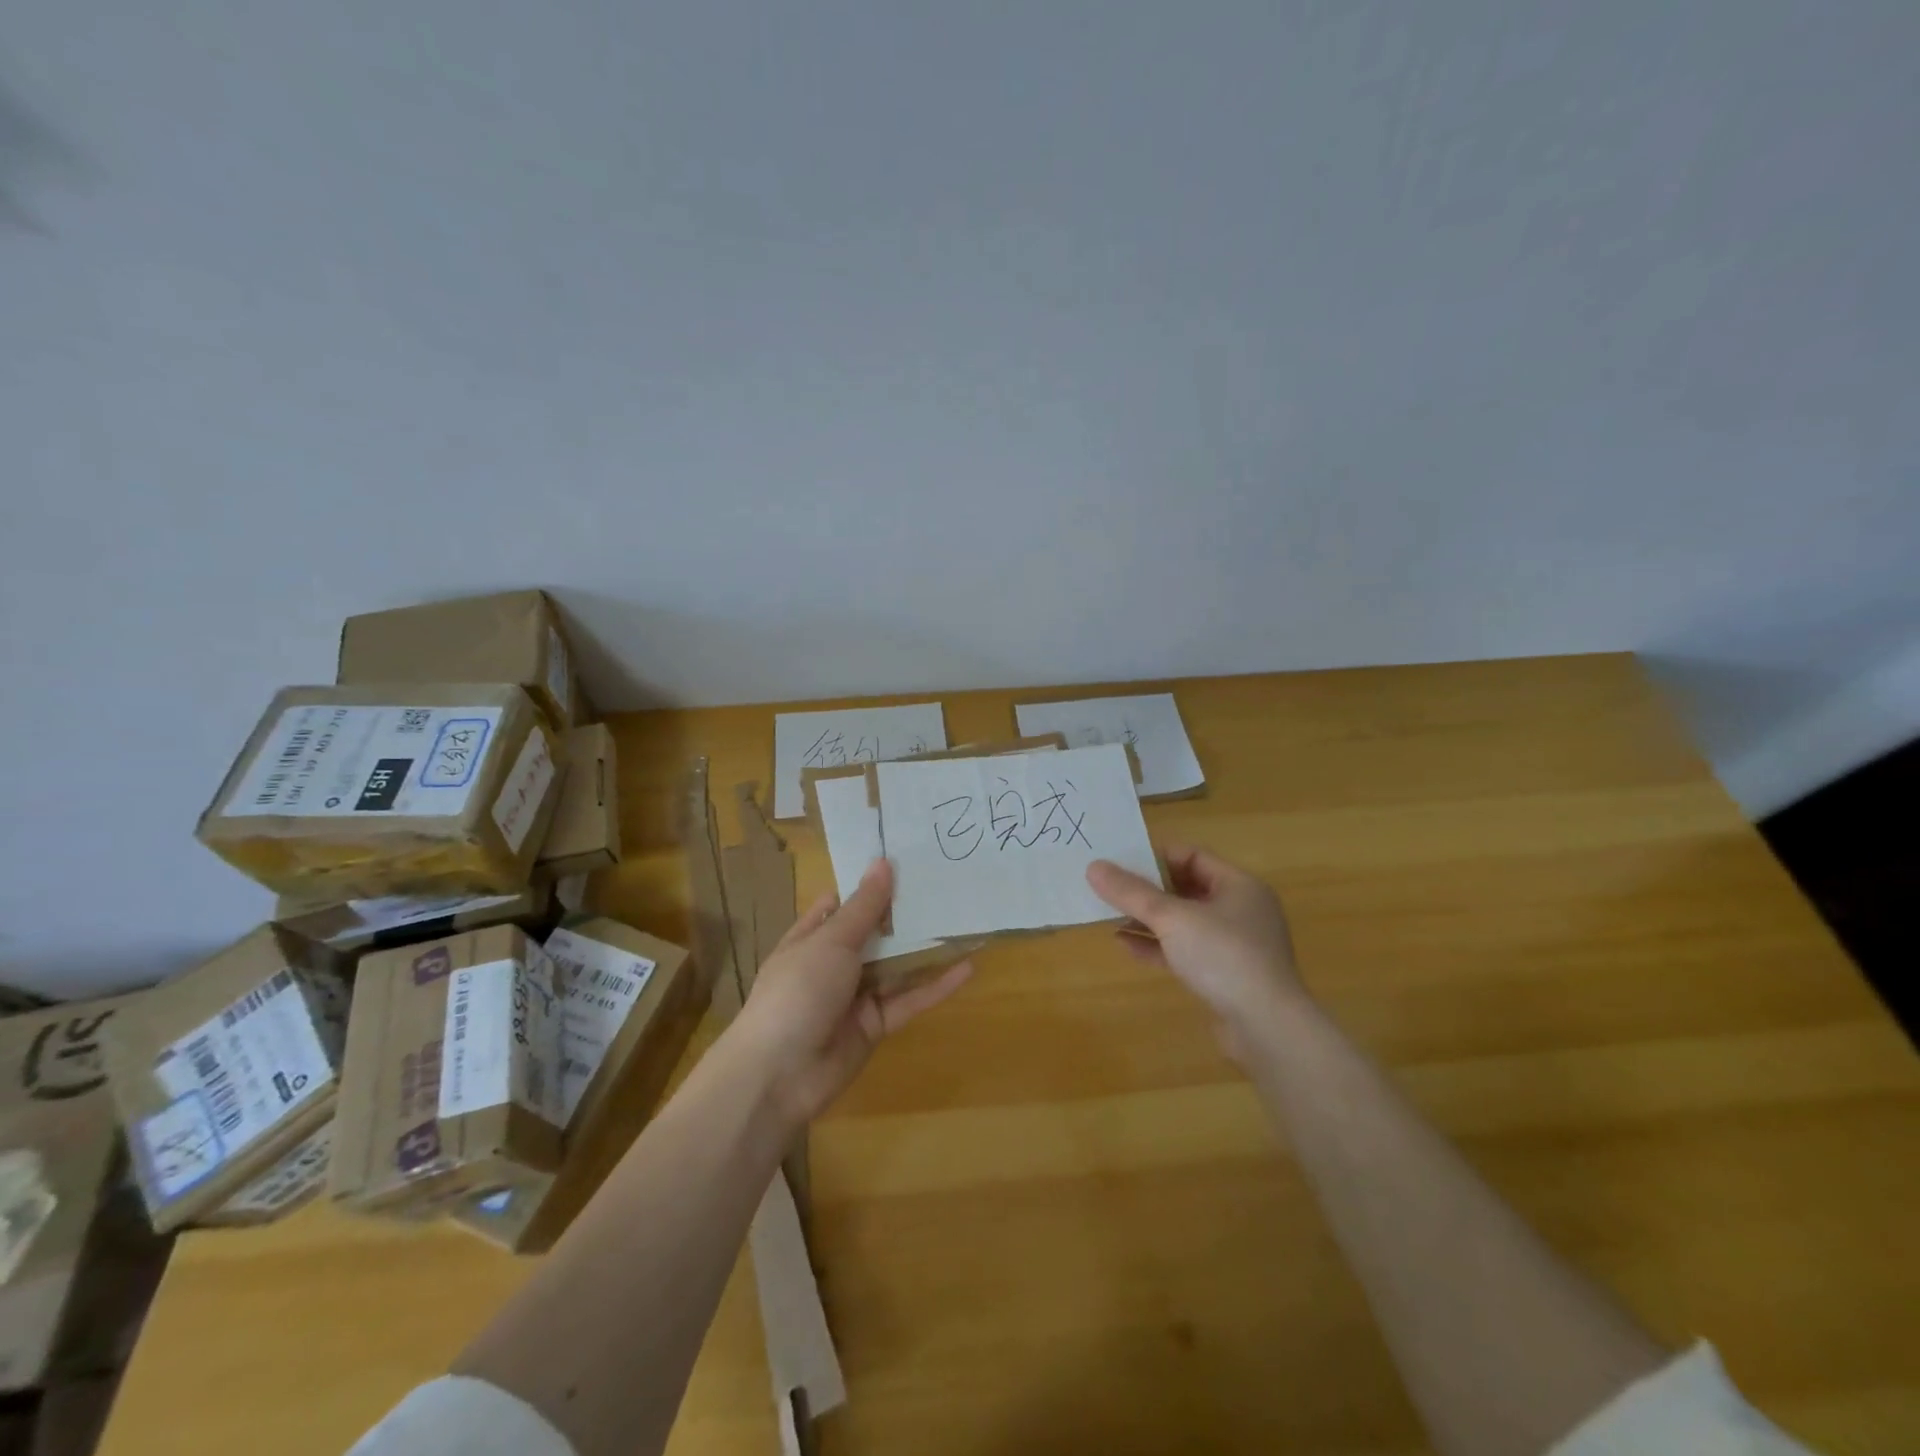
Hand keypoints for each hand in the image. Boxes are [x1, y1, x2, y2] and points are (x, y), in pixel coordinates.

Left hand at [732, 859, 972, 1125]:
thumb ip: (863, 907)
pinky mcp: (874, 1025)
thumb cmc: (798, 991)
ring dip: (924, 948)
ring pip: (895, 967)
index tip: (906, 862)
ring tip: (963, 922)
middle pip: (874, 933)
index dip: (870, 885)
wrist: (779, 1075)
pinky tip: (966, 968)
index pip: (842, 904)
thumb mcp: (831, 942)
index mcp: (811, 938)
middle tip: (946, 886)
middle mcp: (833, 963)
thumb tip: (883, 862)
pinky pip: (908, 1000)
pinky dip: (935, 986)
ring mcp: (854, 996)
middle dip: (904, 914)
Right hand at [1086, 846, 1305, 1062]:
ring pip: (1184, 922)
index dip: (1155, 856)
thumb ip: (1131, 893)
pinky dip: (1158, 946)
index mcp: (1238, 885)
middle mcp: (1241, 910)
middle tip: (1110, 888)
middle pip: (1186, 888)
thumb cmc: (1223, 956)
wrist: (1266, 1027)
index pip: (1191, 855)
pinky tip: (1125, 946)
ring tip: (1110, 917)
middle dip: (1147, 890)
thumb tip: (1094, 867)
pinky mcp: (1225, 976)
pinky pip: (1185, 950)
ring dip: (1148, 919)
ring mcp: (1235, 945)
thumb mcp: (1171, 918)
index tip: (1120, 862)